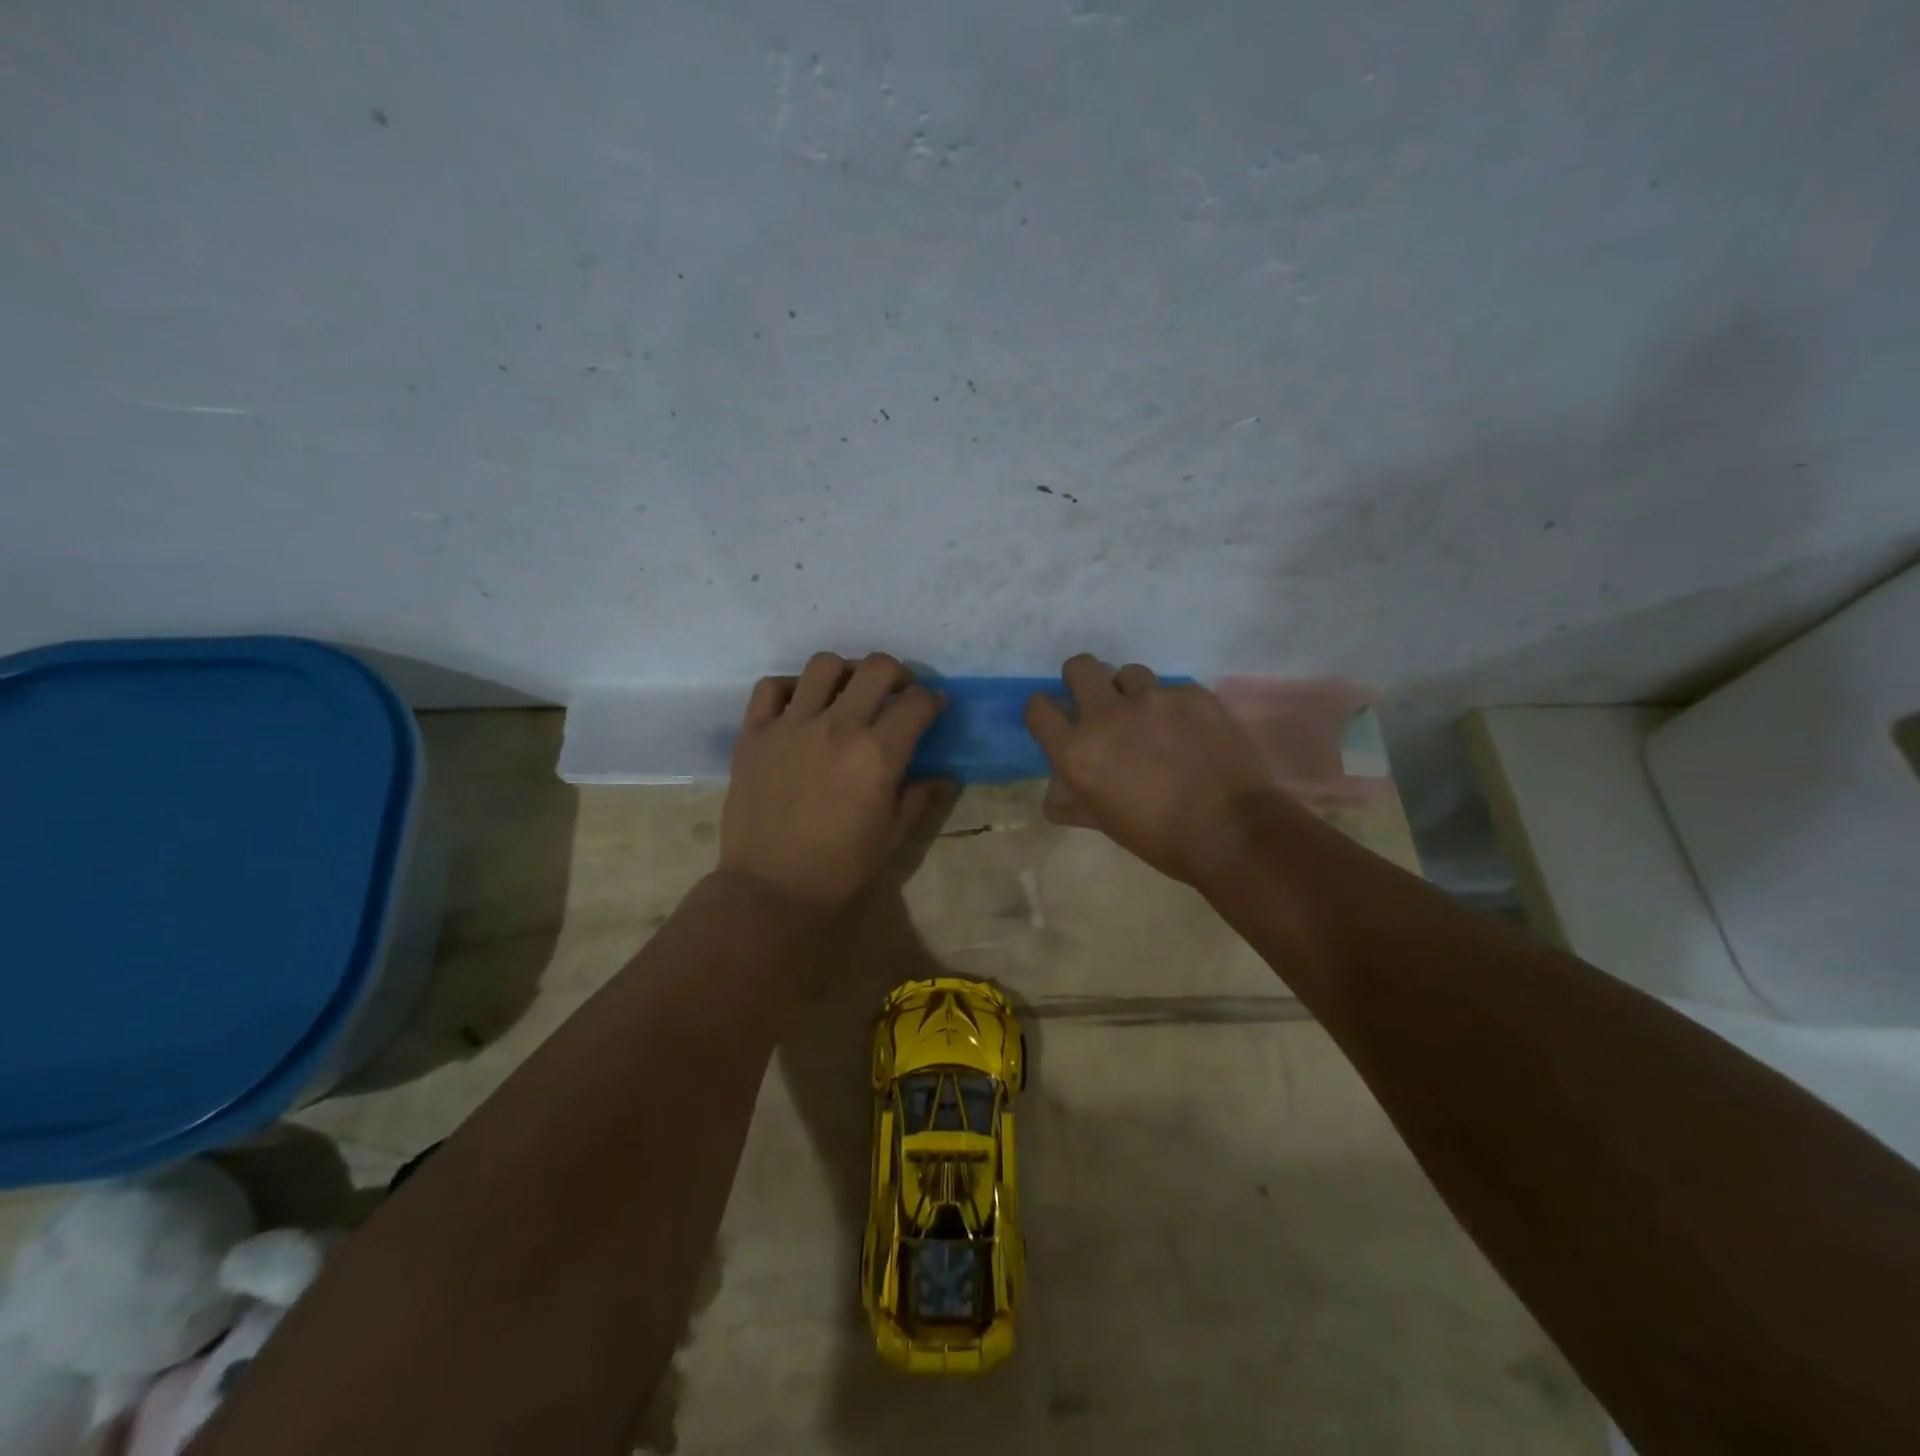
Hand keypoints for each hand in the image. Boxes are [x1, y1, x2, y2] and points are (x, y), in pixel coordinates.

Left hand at [719, 652, 945, 919]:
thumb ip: (920, 797)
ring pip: (824, 665)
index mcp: (877, 754)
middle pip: (876, 668)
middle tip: (896, 693)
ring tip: (846, 694)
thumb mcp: (892, 836)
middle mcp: (837, 727)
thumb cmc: (840, 869)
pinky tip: (799, 707)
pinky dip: (790, 689)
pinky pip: (771, 687)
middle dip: (897, 674)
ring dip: (845, 673)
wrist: (770, 889)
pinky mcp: (754, 733)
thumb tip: (944, 777)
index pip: (917, 702)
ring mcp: (791, 725)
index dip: (933, 699)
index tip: (933, 708)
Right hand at [1024, 655, 1299, 885]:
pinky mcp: (1192, 694)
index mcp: (1077, 750)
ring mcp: (1153, 699)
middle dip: (1082, 679)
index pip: (1038, 707)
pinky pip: (1173, 690)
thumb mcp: (1105, 823)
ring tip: (1152, 718)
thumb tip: (1057, 796)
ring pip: (1129, 673)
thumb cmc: (1159, 838)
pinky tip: (1191, 732)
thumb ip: (1075, 801)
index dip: (1044, 709)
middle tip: (1099, 702)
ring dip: (1132, 692)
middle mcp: (1107, 714)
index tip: (1056, 717)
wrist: (1231, 831)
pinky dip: (1175, 707)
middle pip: (1079, 667)